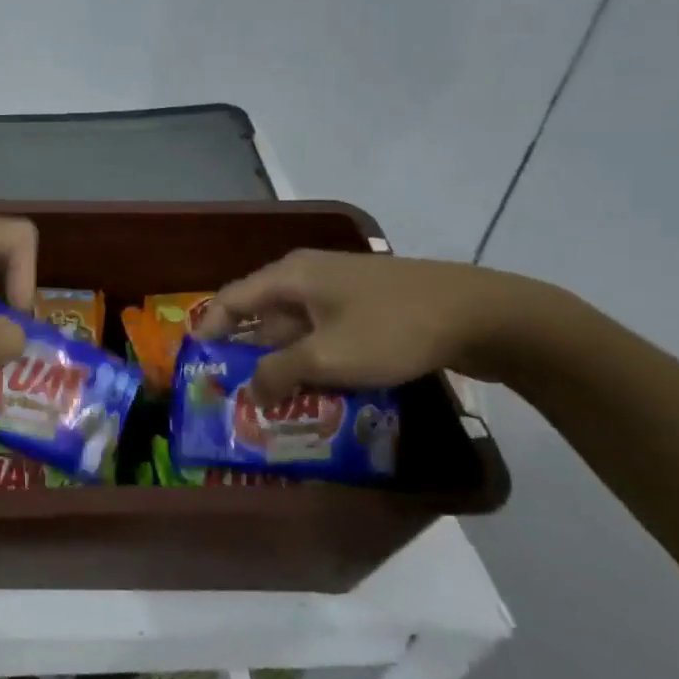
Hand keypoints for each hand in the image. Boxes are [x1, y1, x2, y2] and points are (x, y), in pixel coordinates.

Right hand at [193, 249, 546, 399]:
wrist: (482, 314)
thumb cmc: (392, 329)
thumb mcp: (327, 358)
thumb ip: (279, 374)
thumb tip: (252, 393)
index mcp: (289, 276)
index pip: (229, 300)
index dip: (209, 332)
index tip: (197, 367)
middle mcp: (307, 275)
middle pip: (261, 314)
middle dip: (247, 355)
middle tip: (236, 395)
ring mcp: (340, 289)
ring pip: (295, 327)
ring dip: (284, 362)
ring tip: (274, 403)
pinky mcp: (367, 305)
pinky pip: (324, 332)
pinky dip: (314, 358)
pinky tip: (318, 390)